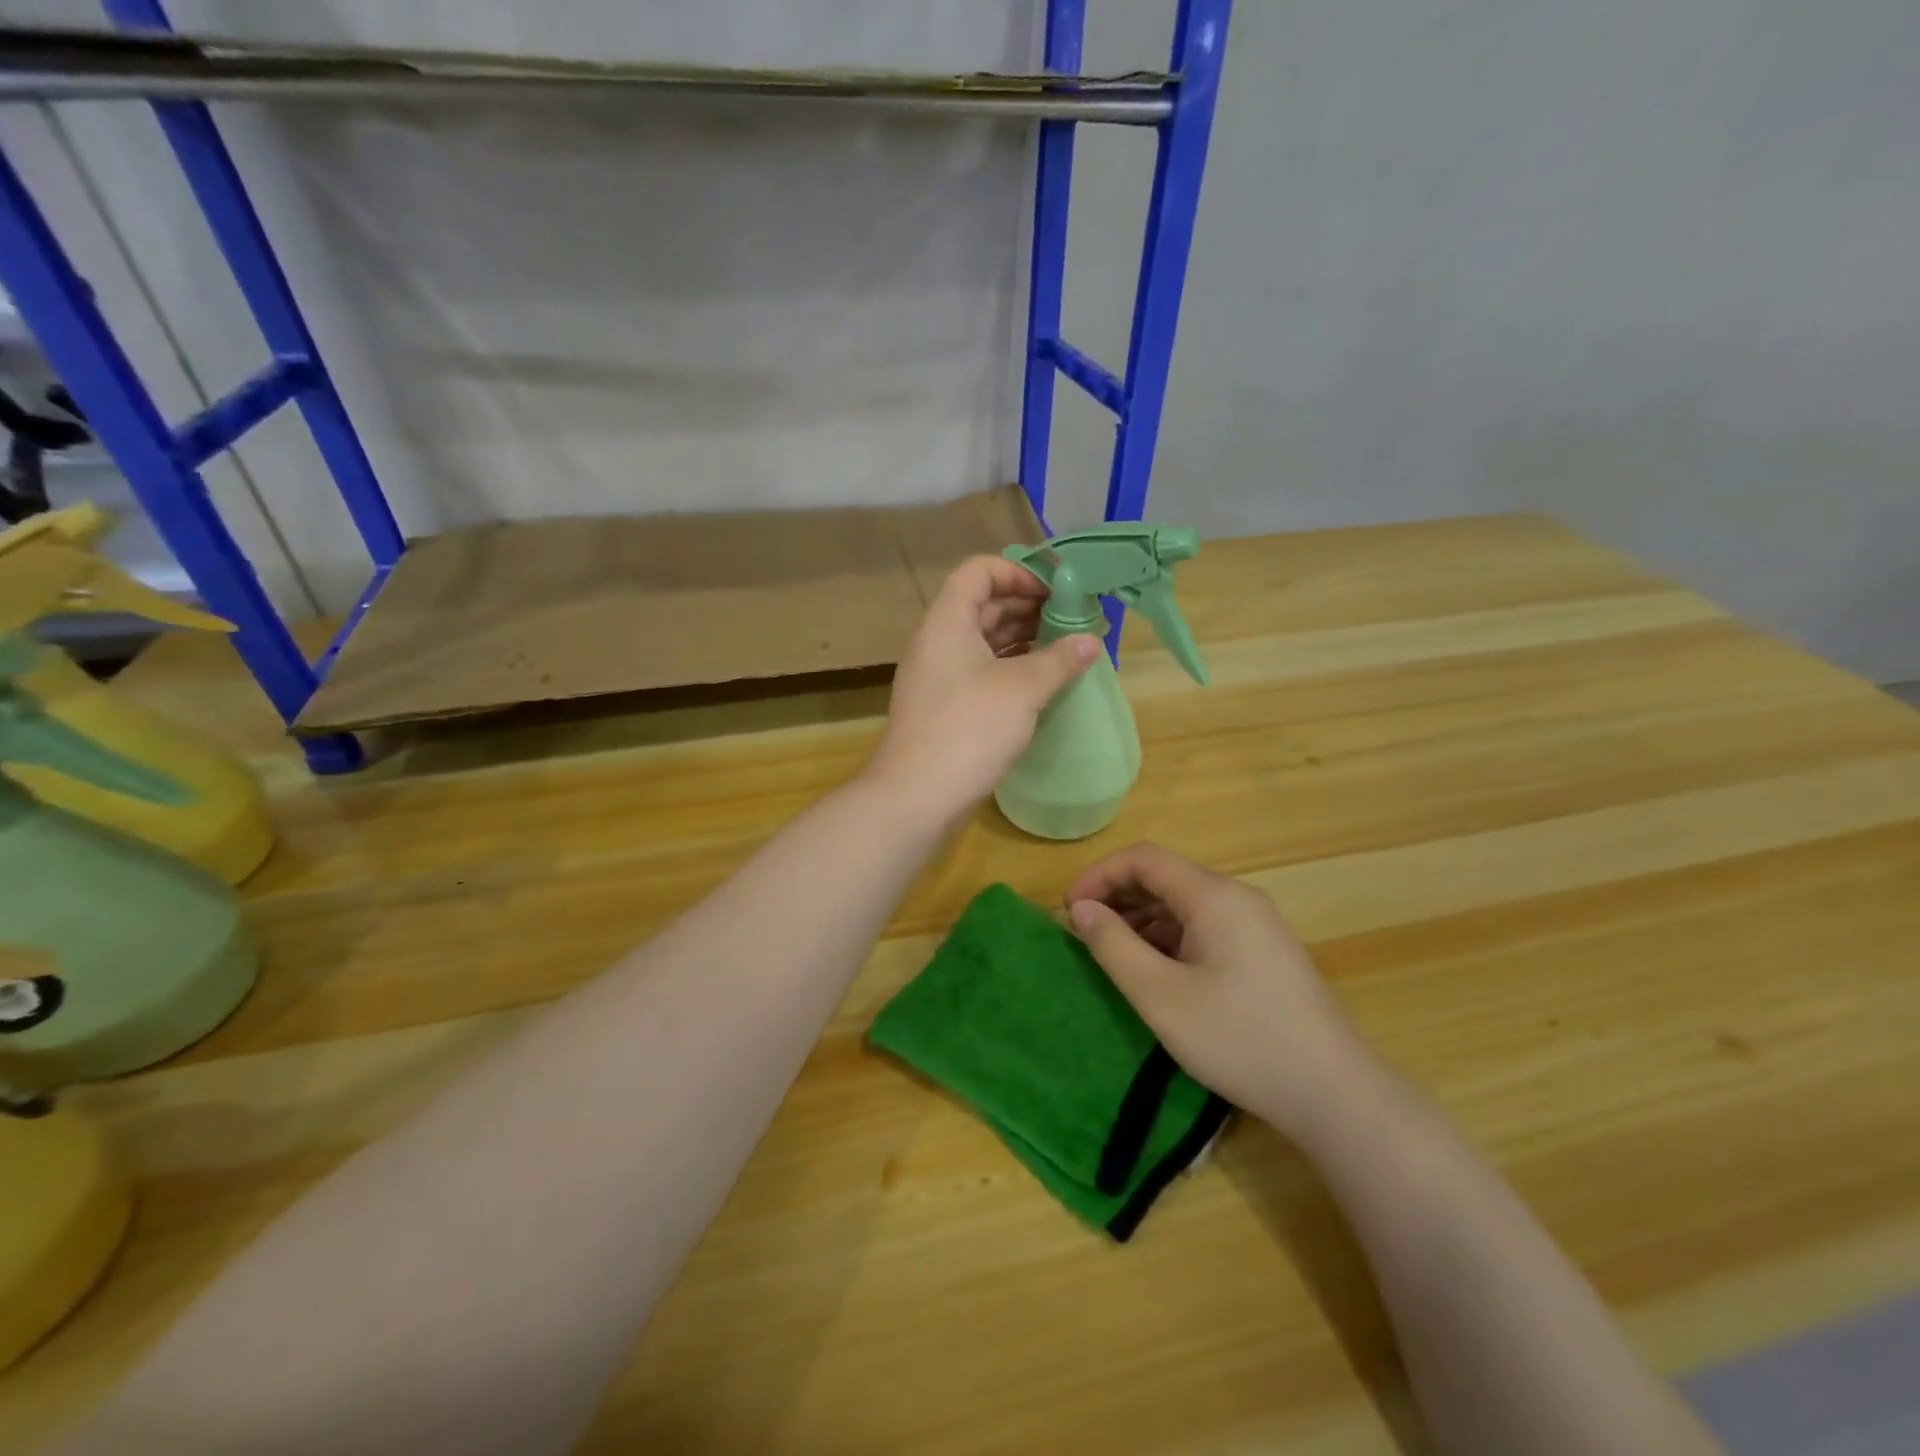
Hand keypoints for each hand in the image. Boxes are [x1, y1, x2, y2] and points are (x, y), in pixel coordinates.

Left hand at [866, 555, 1099, 823]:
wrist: (917, 797)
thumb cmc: (969, 729)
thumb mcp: (1022, 689)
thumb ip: (1059, 660)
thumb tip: (1091, 641)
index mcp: (947, 621)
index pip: (979, 571)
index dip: (1018, 572)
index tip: (1056, 593)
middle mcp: (938, 642)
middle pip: (983, 605)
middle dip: (1028, 608)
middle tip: (1072, 621)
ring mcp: (938, 677)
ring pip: (983, 642)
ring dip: (1023, 640)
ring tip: (1065, 650)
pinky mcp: (944, 708)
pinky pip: (980, 673)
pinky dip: (1010, 670)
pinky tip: (1042, 683)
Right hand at [1067, 842, 1377, 1132]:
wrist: (1334, 1093)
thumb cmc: (1239, 1039)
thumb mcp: (1161, 996)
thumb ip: (1114, 946)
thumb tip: (1082, 909)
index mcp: (1213, 896)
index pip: (1144, 858)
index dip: (1100, 876)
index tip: (1070, 911)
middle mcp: (1237, 897)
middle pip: (1165, 876)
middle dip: (1118, 896)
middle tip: (1084, 933)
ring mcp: (1255, 924)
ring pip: (1185, 903)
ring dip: (1142, 918)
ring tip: (1113, 954)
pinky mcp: (1264, 951)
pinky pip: (1205, 926)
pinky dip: (1169, 936)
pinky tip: (1156, 971)